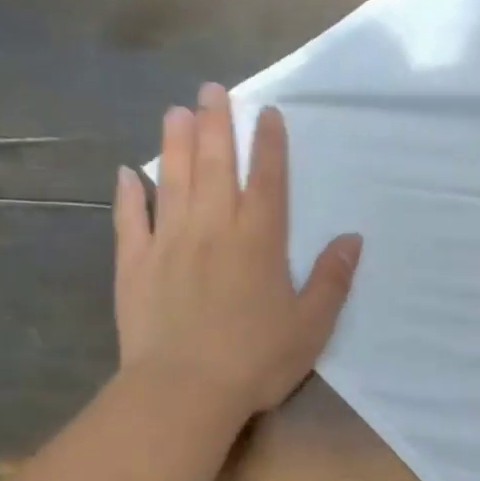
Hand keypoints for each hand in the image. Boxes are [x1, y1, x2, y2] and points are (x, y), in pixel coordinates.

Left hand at [112, 83, 361, 419]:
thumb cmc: (257, 359)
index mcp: (259, 241)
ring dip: (175, 144)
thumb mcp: (312, 325)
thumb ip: (332, 279)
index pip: (267, 180)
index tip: (267, 113)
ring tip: (176, 110)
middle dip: (216, 125)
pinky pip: (130, 220)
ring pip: (173, 181)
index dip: (269, 144)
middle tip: (213, 90)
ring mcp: (168, 243)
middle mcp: (213, 229)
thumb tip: (351, 238)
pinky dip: (129, 194)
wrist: (184, 391)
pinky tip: (128, 173)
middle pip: (215, 166)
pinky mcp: (134, 265)